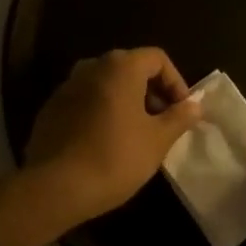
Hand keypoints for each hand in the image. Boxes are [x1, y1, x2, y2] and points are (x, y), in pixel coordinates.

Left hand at [25, 48, 202, 225]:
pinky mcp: (50, 110)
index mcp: (119, 67)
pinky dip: (101, 113)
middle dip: (151, 92)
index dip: (176, 82)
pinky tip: (105, 143)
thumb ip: (179, 117)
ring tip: (136, 134)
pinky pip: (85, 103)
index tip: (181, 111)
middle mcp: (90, 67)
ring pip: (105, 86)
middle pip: (130, 69)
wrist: (57, 187)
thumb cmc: (116, 157)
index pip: (157, 58)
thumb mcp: (158, 140)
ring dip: (126, 103)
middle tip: (162, 123)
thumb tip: (195, 105)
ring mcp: (66, 87)